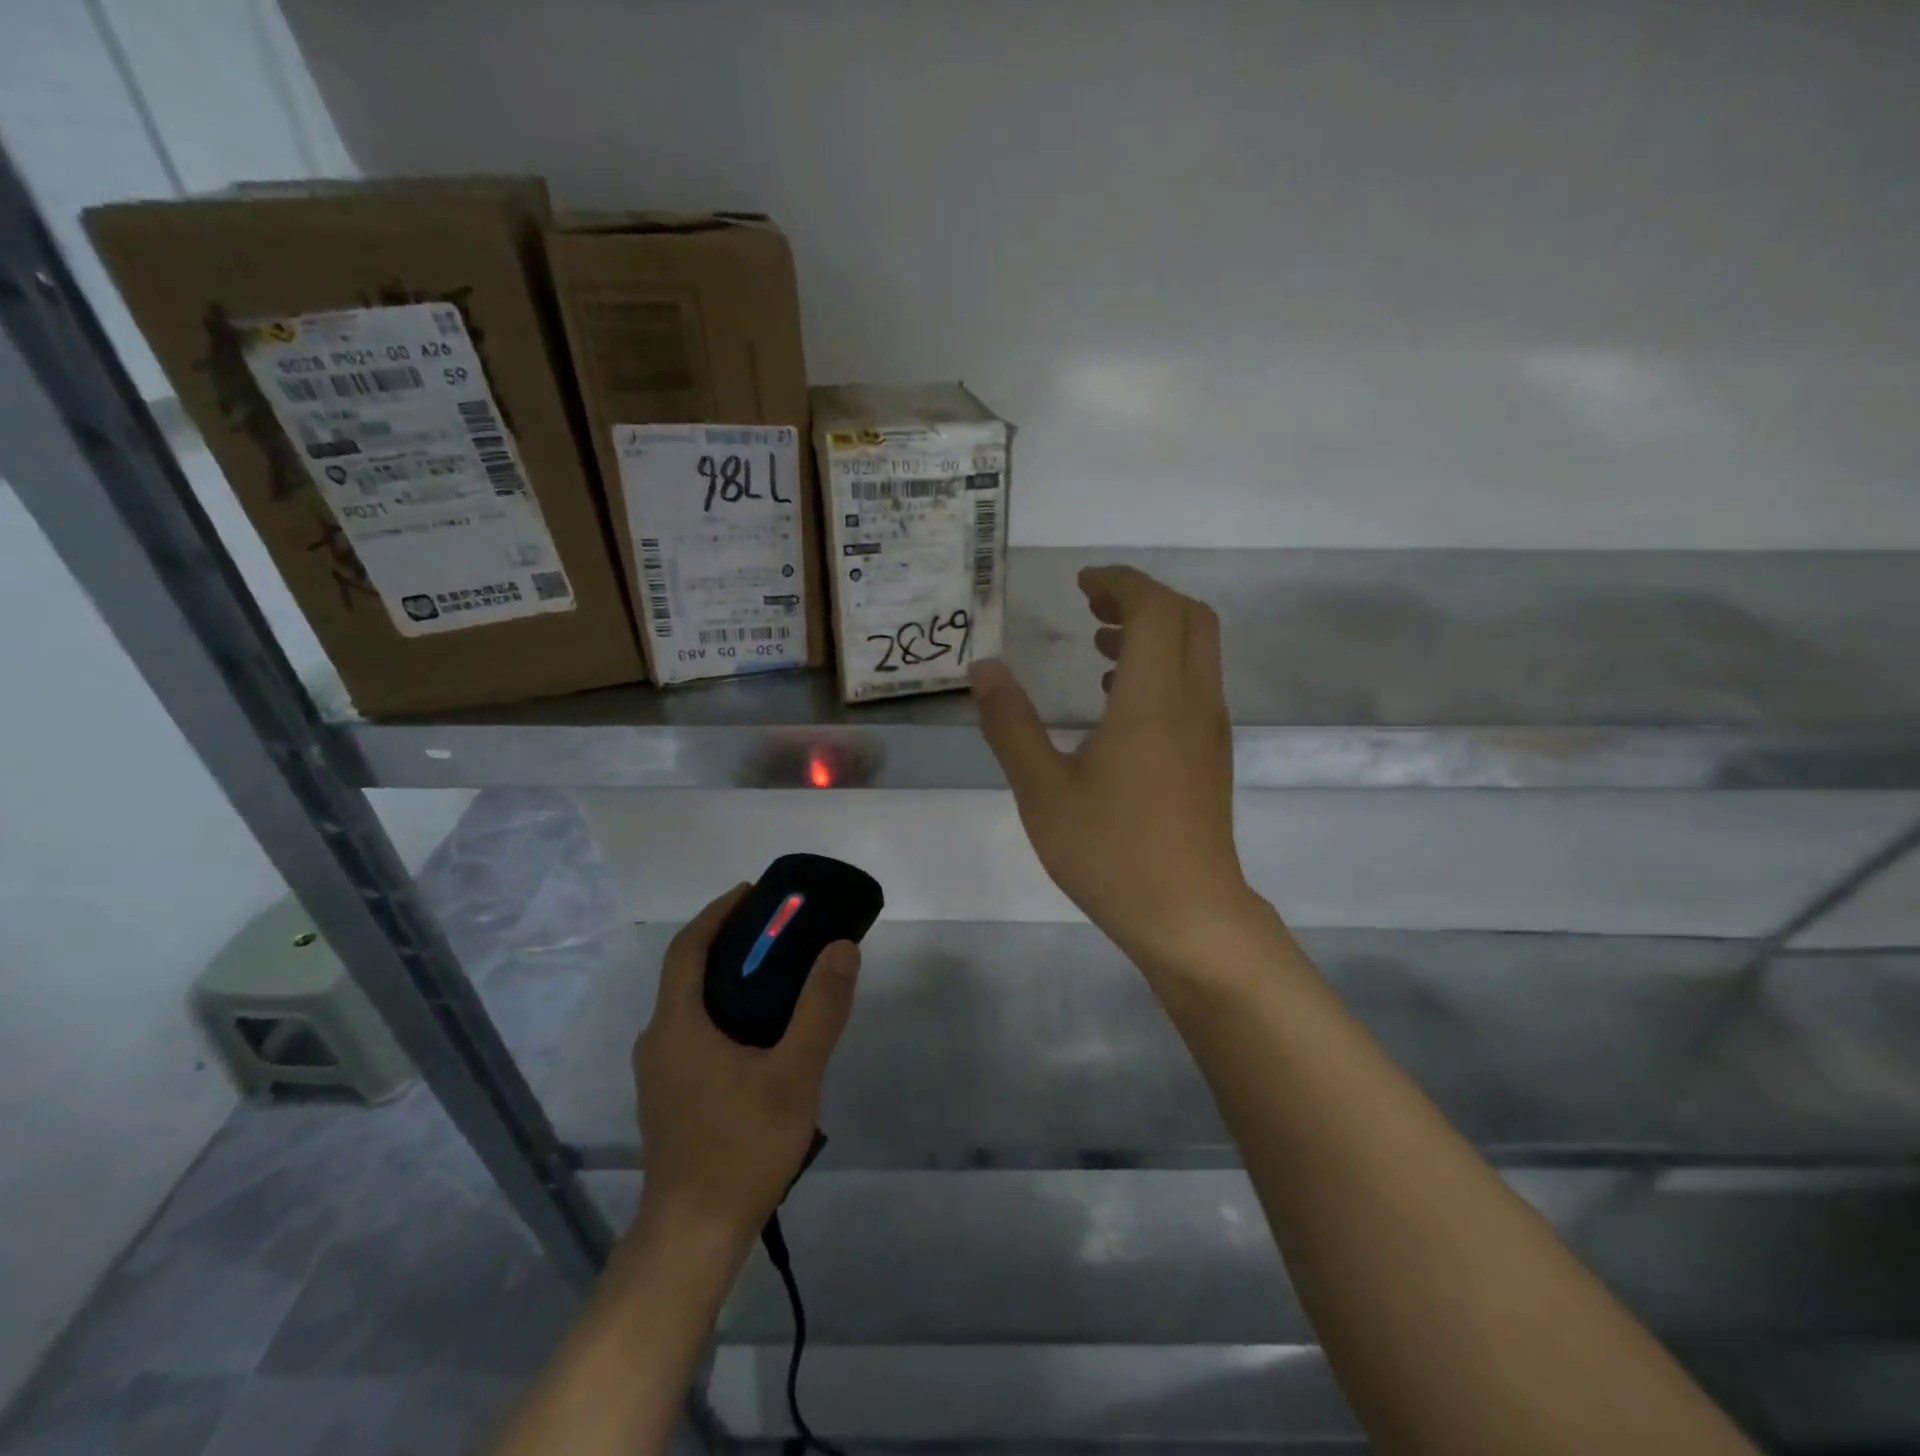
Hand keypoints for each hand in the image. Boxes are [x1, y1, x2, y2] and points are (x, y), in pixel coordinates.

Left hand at [632, 884, 859, 1239]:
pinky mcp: (670, 1097)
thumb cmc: (741, 1147)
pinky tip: (761, 1031)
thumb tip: (841, 947)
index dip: (718, 913)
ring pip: (691, 1004)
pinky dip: (724, 1010)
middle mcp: (659, 1040)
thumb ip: (820, 1008)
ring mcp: (660, 1073)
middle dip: (727, 941)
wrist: (693, 1237)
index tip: (753, 892)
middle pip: (687, 972)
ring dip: (726, 977)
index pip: (689, 947)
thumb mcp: (794, 1074)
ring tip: (776, 972)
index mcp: (678, 1025)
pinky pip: (694, 1032)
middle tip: (777, 929)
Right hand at [970, 565, 1255, 981]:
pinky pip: (1194, 685)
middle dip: (1142, 598)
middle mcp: (1193, 701)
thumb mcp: (1043, 789)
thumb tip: (985, 669)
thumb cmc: (1111, 851)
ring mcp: (1209, 730)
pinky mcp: (1211, 757)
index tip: (1081, 583)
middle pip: (1189, 617)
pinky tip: (1118, 702)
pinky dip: (1162, 667)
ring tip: (1100, 644)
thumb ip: (1011, 724)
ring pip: (1197, 651)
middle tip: (1092, 605)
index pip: (1154, 608)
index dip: (1120, 582)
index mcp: (1153, 698)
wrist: (1189, 916)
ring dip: (1154, 632)